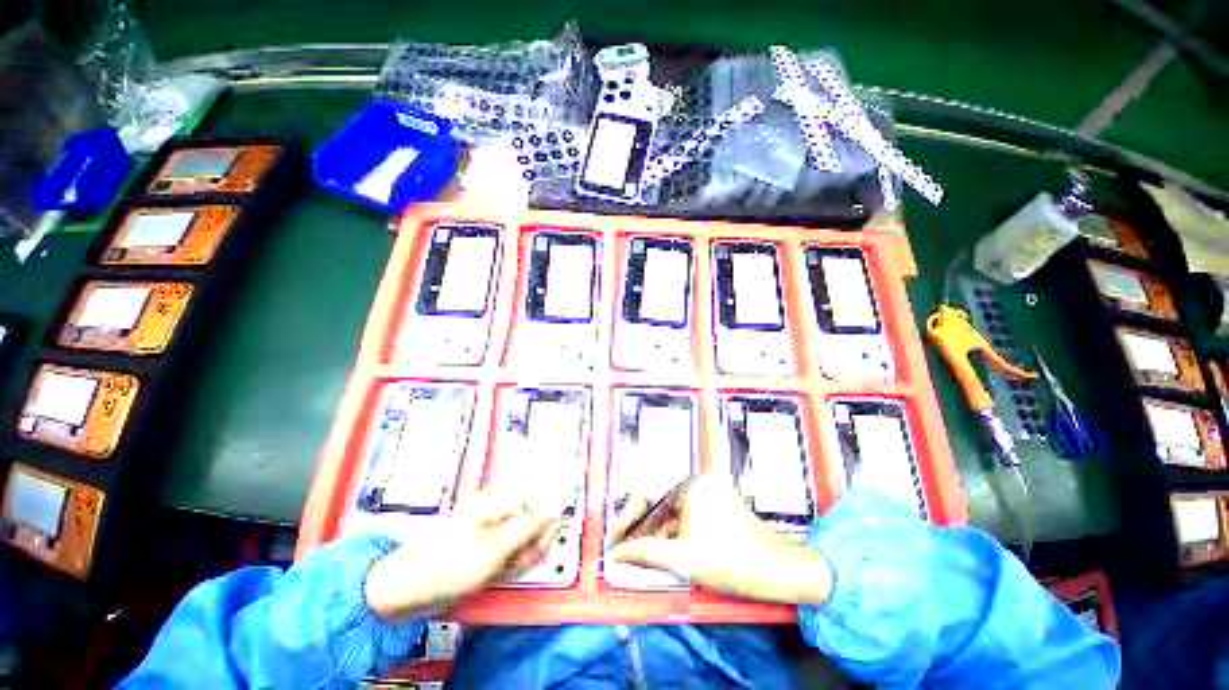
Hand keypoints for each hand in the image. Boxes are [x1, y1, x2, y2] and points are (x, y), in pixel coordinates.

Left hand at [365, 489, 559, 622]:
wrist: (405, 589)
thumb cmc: (449, 564)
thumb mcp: (494, 548)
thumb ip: (530, 526)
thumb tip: (557, 506)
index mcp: (501, 499)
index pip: (542, 505)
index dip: (545, 530)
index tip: (537, 551)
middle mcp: (500, 507)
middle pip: (534, 524)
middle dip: (529, 548)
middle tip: (510, 566)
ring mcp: (494, 526)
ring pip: (524, 541)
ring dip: (516, 560)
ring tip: (496, 572)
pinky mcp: (488, 543)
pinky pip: (510, 551)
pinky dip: (507, 565)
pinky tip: (493, 574)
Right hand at [609, 474, 832, 605]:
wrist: (779, 571)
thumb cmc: (730, 562)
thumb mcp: (682, 559)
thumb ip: (644, 552)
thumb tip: (615, 555)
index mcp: (688, 485)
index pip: (647, 498)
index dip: (627, 522)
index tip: (615, 544)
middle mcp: (697, 482)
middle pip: (659, 504)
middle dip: (641, 529)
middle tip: (626, 552)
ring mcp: (709, 492)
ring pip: (672, 512)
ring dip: (657, 533)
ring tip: (644, 555)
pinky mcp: (717, 504)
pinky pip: (686, 516)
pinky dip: (675, 533)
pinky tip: (667, 550)